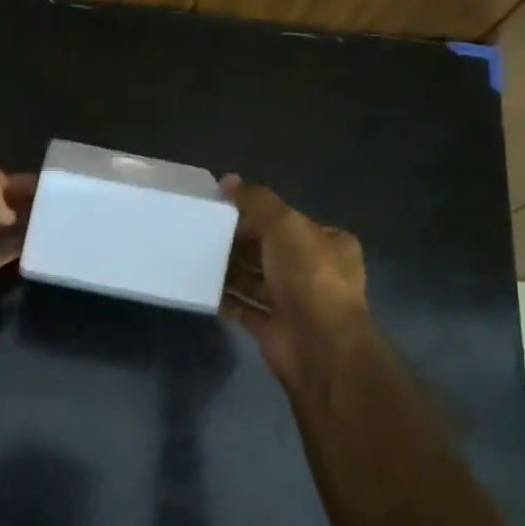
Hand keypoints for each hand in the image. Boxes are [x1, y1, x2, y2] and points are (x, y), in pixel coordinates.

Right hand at [221, 176, 372, 389]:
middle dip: (240, 243)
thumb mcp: (285, 225)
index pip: (289, 222)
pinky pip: (244, 308)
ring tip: (196, 256)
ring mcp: (295, 303)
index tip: (224, 209)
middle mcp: (315, 272)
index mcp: (328, 244)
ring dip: (230, 270)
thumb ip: (257, 201)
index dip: (259, 214)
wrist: (318, 345)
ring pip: (256, 280)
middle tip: (203, 232)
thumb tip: (228, 180)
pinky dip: (226, 299)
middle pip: (270, 251)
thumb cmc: (308, 277)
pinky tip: (202, 288)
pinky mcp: (274, 327)